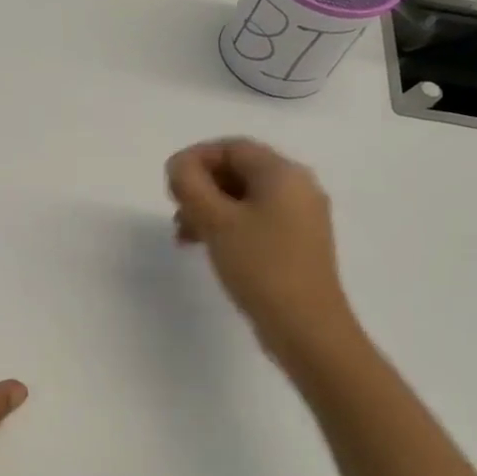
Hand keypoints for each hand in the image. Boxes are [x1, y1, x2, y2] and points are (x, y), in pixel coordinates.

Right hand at [166, 138, 362, 370]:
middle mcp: (298, 187)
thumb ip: (190, 183)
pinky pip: (256, 219)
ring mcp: (301, 217)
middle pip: (238, 170)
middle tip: (175, 209)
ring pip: (244, 197)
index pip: (232, 147)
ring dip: (209, 208)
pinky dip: (227, 225)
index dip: (195, 158)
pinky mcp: (297, 243)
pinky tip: (207, 247)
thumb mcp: (215, 220)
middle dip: (200, 186)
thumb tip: (179, 165)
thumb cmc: (260, 266)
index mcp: (283, 173)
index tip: (170, 183)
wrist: (307, 328)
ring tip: (184, 235)